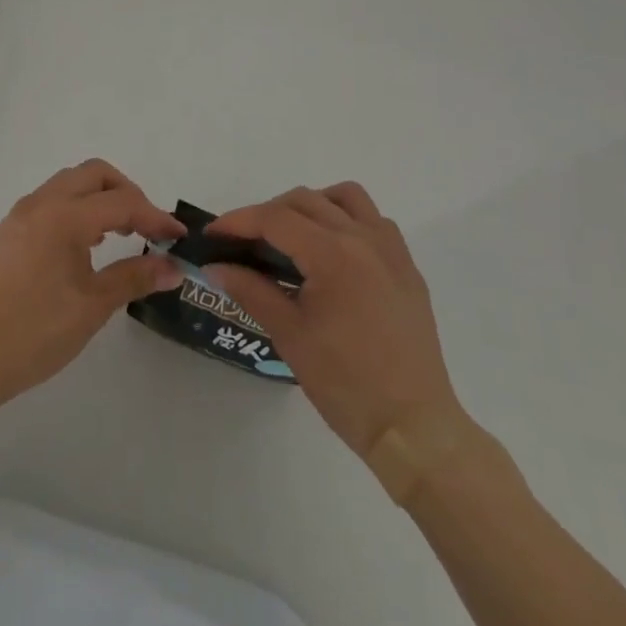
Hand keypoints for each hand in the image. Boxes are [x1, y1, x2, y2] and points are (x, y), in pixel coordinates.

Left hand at [0, 160, 184, 400]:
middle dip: (126, 192)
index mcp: (65, 215)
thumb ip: (135, 277)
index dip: (154, 217)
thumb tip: (174, 268)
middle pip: (94, 174)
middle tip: (145, 226)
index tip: (177, 237)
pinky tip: (84, 245)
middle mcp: (42, 202)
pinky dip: (76, 208)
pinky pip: (51, 201)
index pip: (122, 202)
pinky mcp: (9, 231)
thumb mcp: (94, 305)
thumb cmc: (36, 330)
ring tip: (118, 234)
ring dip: (99, 198)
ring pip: (70, 184)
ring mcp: (21, 214)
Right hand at [207, 184, 462, 459]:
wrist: (413, 427)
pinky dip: (346, 220)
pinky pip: (373, 220)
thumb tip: (215, 266)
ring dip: (312, 205)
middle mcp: (363, 238)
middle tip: (244, 242)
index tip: (213, 234)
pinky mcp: (407, 266)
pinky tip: (333, 252)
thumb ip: (251, 290)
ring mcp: (391, 249)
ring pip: (345, 197)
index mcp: (333, 254)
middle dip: (268, 213)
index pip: (275, 219)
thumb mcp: (289, 336)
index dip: (238, 221)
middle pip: (305, 200)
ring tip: (292, 237)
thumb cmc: (345, 384)